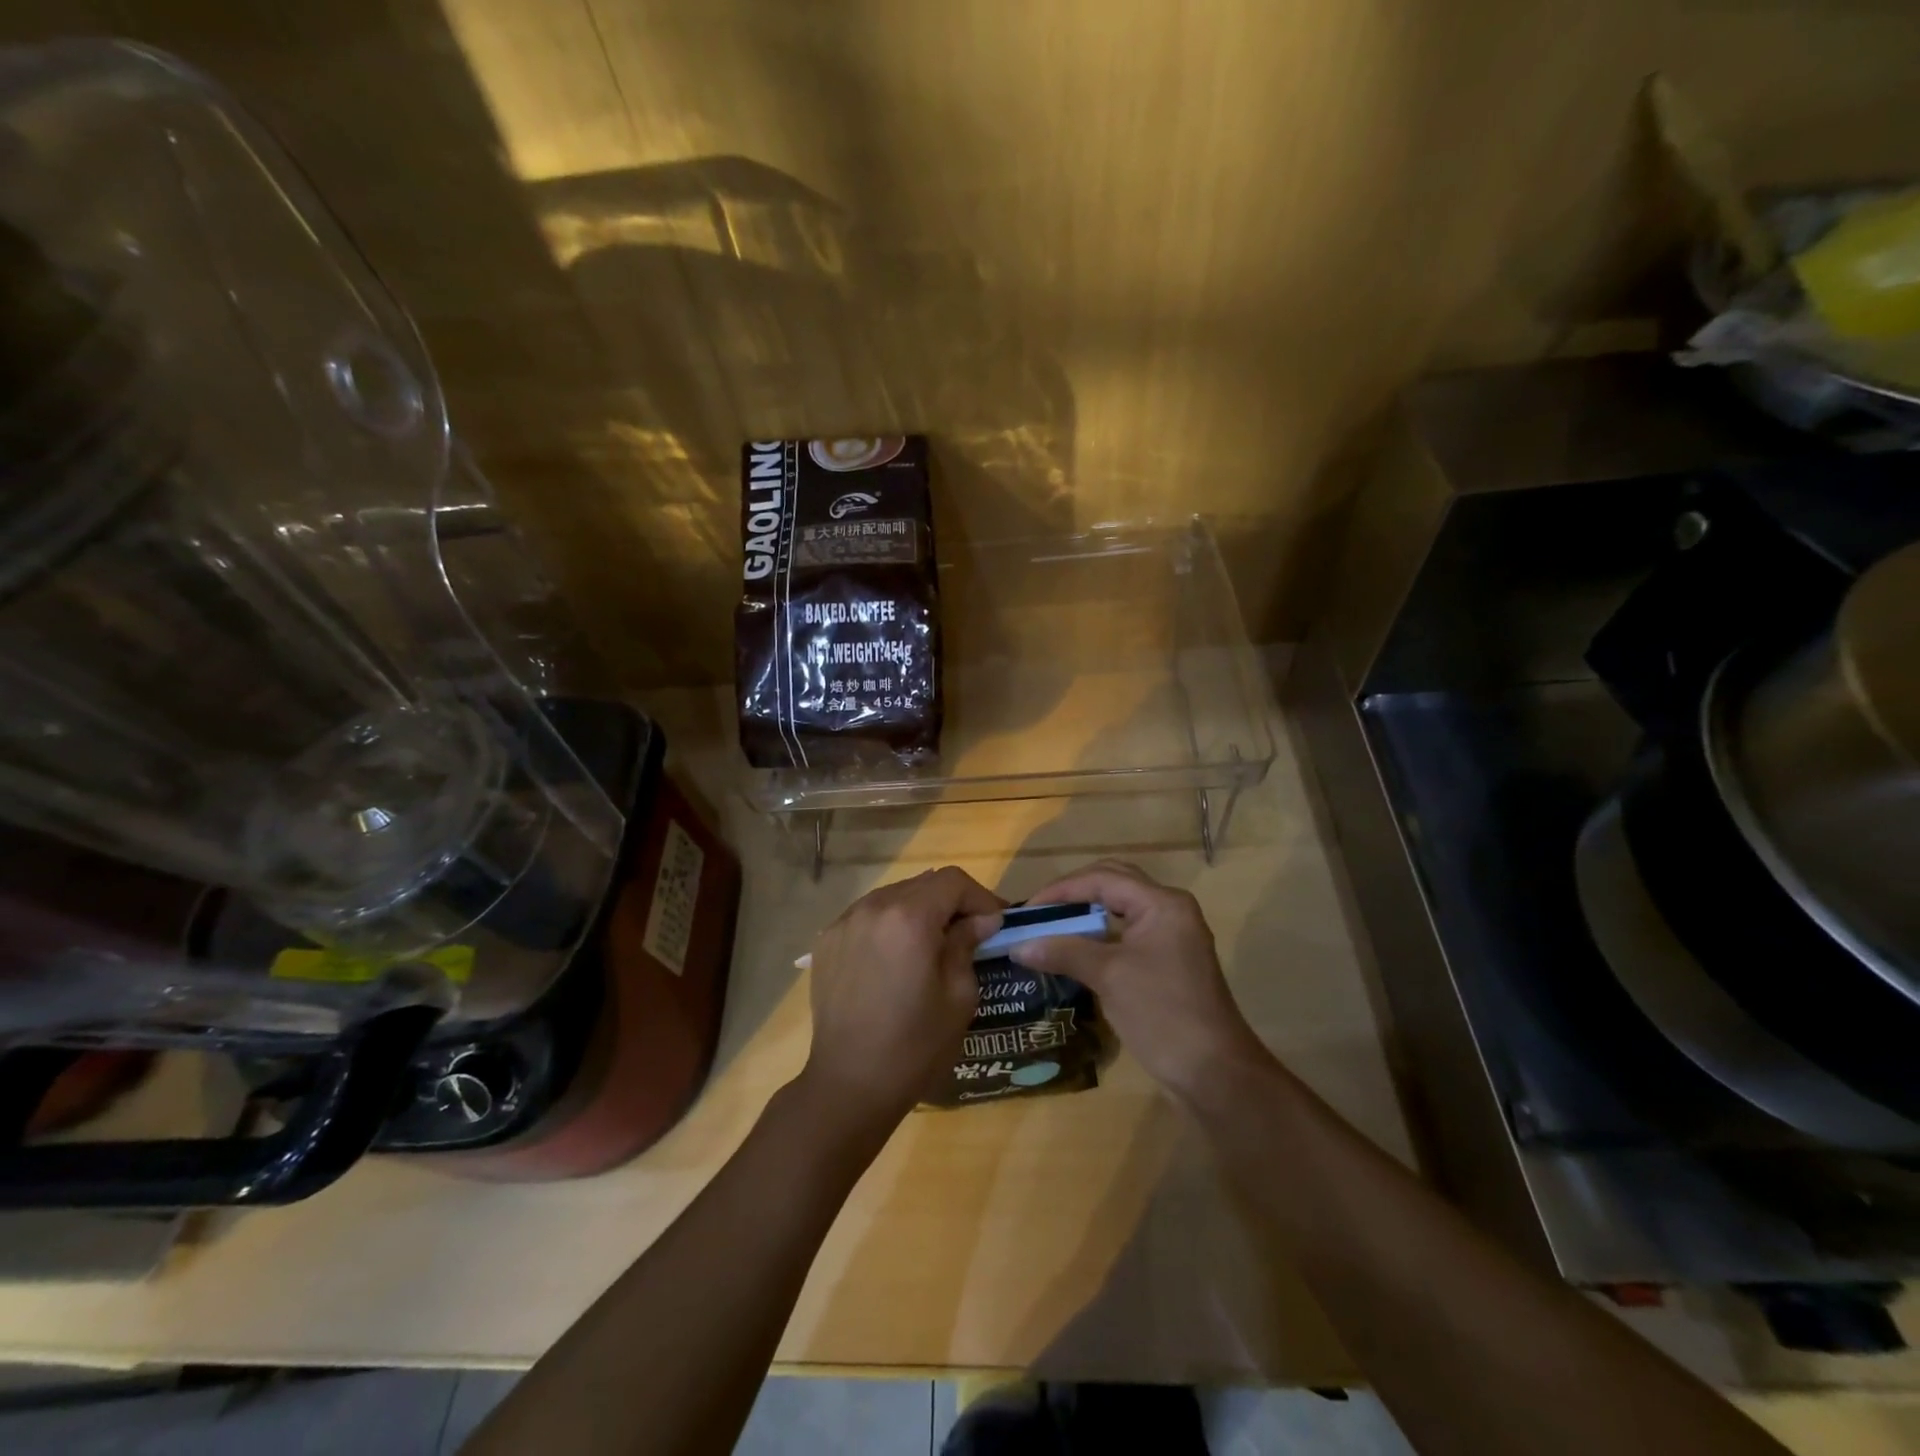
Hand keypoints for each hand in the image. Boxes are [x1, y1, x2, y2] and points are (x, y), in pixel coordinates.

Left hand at [798, 866, 1002, 1127]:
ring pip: (894, 896)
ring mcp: (845, 921)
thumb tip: (980, 920)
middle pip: (923, 883)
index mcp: (910, 918)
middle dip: (951, 902)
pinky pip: (868, 915)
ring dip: (920, 910)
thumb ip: (968, 945)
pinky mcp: (827, 940)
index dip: (980, 896)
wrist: (849, 1084)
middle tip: (970, 932)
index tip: (995, 923)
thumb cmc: (915, 1046)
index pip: (953, 880)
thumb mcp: (958, 996)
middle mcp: (874, 907)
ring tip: (933, 943)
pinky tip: (897, 956)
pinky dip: (890, 924)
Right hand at [1008, 860, 1270, 1102]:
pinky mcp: (1168, 961)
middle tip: (1040, 912)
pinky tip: (1075, 952)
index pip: (1102, 879)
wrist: (1214, 1072)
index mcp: (1161, 903)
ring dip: (1086, 915)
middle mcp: (1169, 910)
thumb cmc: (1162, 1013)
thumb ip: (1063, 952)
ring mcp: (1171, 936)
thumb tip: (1019, 946)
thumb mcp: (1108, 976)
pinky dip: (1099, 936)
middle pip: (1113, 884)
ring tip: (1051, 928)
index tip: (1027, 910)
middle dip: (1074, 894)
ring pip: (1120, 909)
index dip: (1061, 890)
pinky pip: (1127, 933)